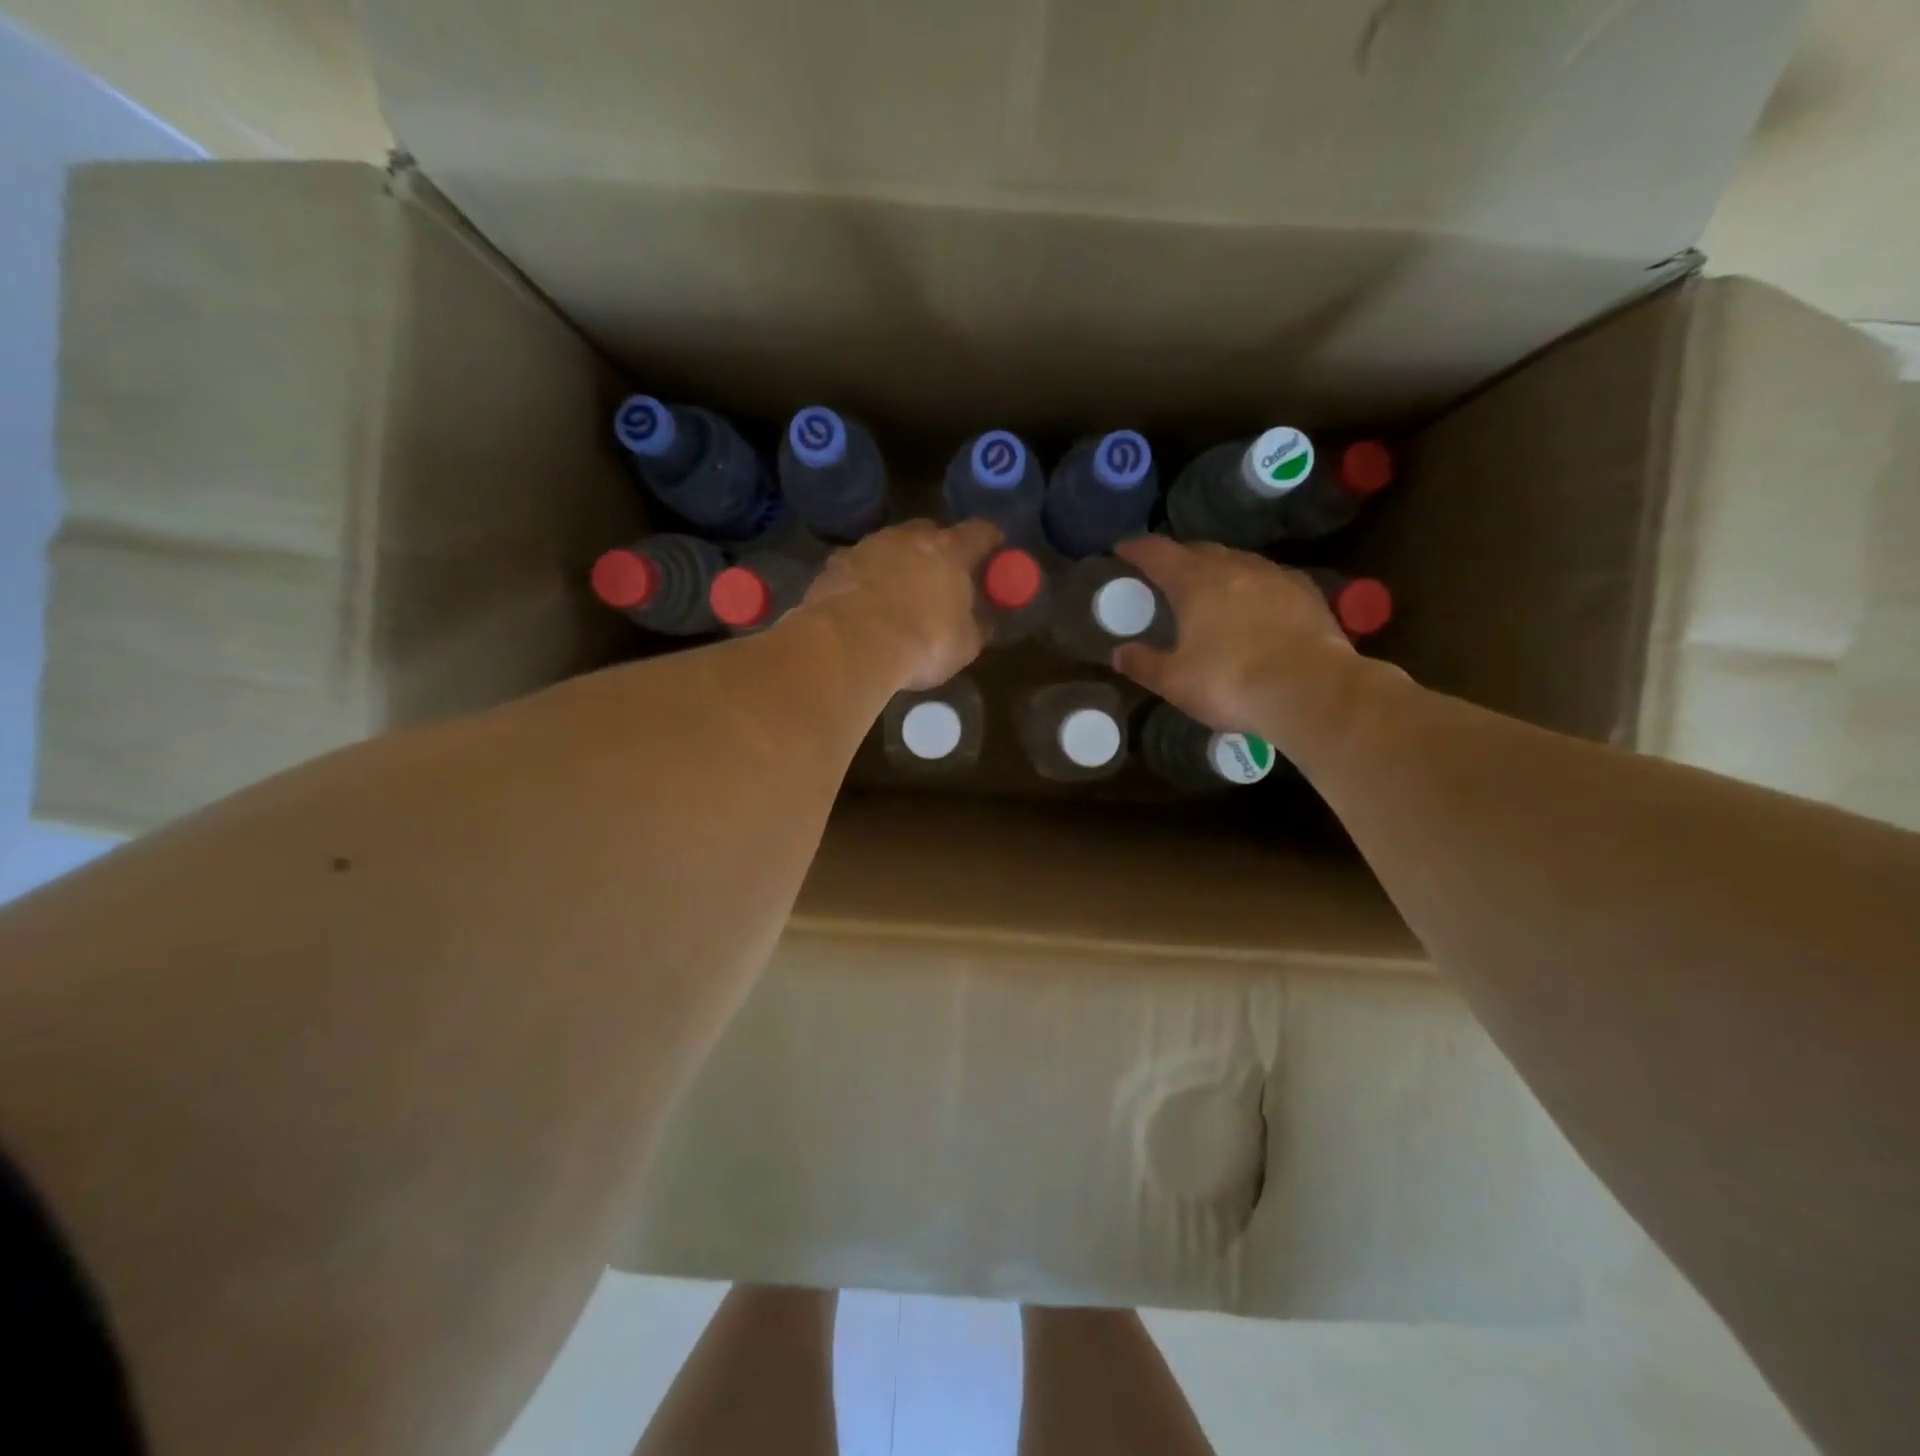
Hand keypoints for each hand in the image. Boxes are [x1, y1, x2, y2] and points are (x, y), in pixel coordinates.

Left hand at [800, 519, 1001, 689]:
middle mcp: (909, 537)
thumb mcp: (964, 645)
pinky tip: (864, 608)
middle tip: (941, 578)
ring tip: (897, 598)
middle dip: (938, 551)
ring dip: (897, 565)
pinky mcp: (835, 564)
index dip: (990, 541)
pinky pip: (859, 567)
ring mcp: (868, 546)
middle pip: (931, 532)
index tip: (994, 551)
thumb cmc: (922, 643)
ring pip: (890, 547)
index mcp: (950, 550)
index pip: (981, 532)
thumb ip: (977, 625)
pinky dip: (866, 581)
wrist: (850, 645)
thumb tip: (982, 619)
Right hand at [1111, 536, 1358, 739]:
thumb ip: (1144, 664)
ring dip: (1218, 568)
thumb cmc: (1232, 684)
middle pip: (1200, 550)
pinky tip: (1254, 602)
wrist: (1312, 691)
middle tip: (1165, 573)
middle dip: (1178, 557)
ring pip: (1238, 561)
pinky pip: (1270, 578)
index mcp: (1196, 583)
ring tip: (1208, 586)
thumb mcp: (1175, 682)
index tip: (1122, 548)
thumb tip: (1118, 653)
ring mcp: (1275, 577)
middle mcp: (1235, 568)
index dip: (1137, 548)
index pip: (1159, 553)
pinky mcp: (1306, 593)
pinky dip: (1252, 585)